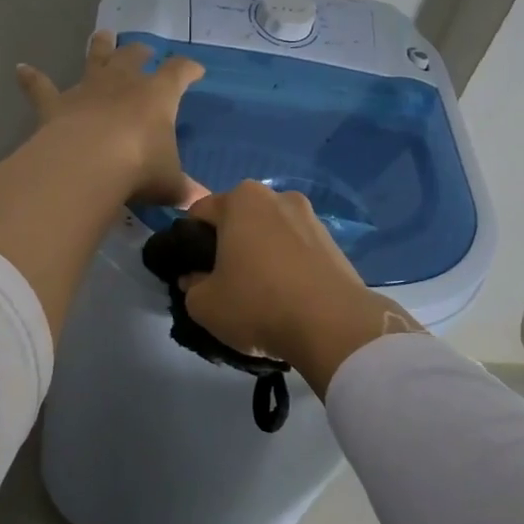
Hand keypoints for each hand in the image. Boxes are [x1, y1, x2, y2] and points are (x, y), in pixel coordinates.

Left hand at [16, 32, 205, 207]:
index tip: (196, 71)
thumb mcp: (170, 183)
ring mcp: (87, 90)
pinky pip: (41, 88)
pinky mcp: (56, 105)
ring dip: (99, 47)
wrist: (88, 164)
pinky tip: (21, 69)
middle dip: (141, 52)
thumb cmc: (139, 167)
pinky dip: (31, 79)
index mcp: (158, 95)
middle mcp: (123, 83)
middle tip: (145, 50)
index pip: (179, 73)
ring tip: (103, 35)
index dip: (189, 70)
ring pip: (95, 59)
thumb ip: (183, 189)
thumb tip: (199, 200)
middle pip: (133, 57)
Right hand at [181, 180, 420, 395]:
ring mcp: (311, 218)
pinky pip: (297, 250)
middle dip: (228, 244)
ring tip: (260, 293)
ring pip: (271, 234)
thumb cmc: (258, 305)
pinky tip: (288, 296)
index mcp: (241, 199)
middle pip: (239, 219)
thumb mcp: (204, 304)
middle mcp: (278, 197)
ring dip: (260, 254)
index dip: (189, 242)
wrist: (333, 326)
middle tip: (224, 282)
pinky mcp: (335, 243)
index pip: (199, 213)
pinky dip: (288, 266)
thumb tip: (195, 278)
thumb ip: (191, 285)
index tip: (192, 271)